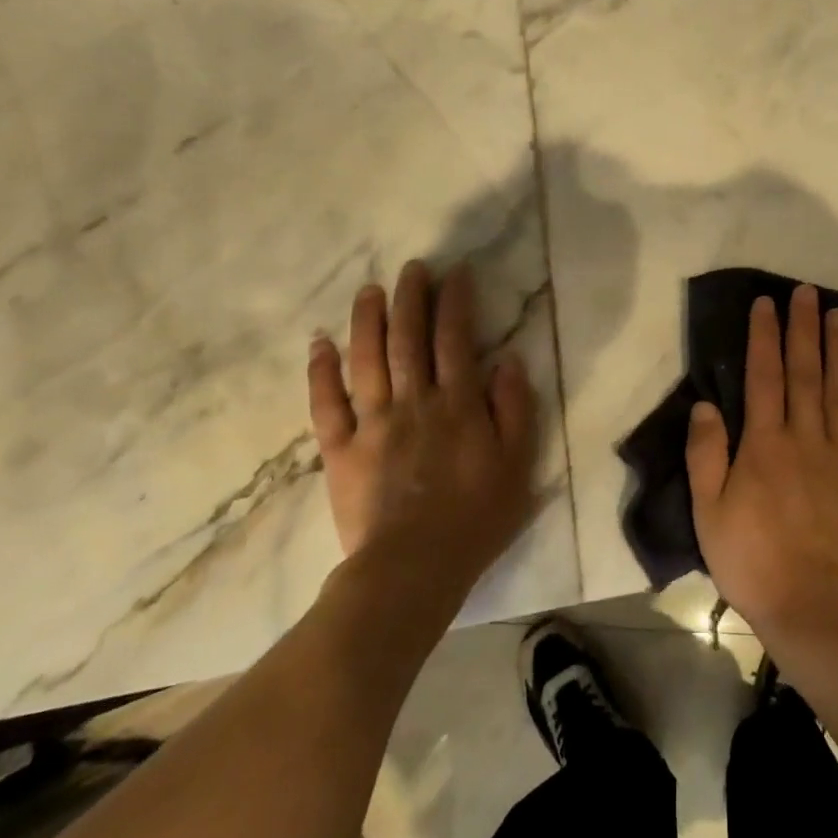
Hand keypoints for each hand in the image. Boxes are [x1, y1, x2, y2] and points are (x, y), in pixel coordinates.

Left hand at [306, 260, 538, 615]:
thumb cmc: (475, 517)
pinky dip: (321, 372)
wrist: (413, 570)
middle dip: (411, 298)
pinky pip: (326, 405)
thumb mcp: (517, 464)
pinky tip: (320, 344)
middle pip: (409, 339)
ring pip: (367, 361)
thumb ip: (514, 409)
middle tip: (412, 267)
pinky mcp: (341, 450)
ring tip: (370, 290)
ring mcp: (373, 424)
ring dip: (367, 321)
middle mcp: (414, 402)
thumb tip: (507, 360)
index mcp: (457, 404)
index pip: (455, 339)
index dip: (454, 302)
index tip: (454, 273)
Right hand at [686, 285, 837, 641]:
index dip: (764, 336)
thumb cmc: (754, 563)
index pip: (764, 377)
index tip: (767, 303)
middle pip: (806, 372)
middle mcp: (806, 439)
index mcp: (765, 446)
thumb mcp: (709, 514)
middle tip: (807, 292)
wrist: (818, 611)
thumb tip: (705, 405)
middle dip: (804, 328)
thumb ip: (705, 456)